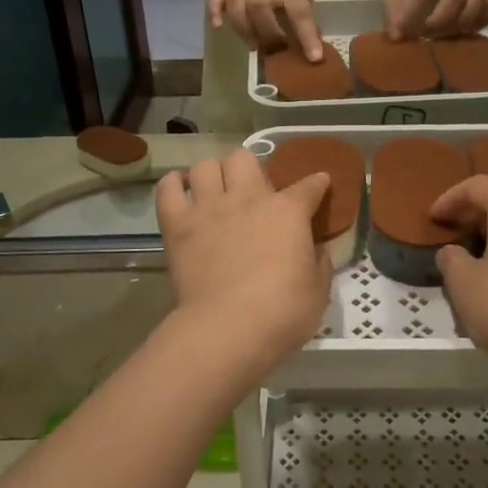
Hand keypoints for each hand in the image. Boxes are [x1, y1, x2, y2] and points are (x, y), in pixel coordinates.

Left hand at [156, 148, 332, 374]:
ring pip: (205, 166)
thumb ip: (319, 264)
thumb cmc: (283, 312)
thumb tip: (317, 251)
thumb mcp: (318, 290)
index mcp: (288, 212)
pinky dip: (173, 184)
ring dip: (211, 174)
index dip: (317, 183)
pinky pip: (168, 189)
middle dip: (249, 168)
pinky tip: (179, 189)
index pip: (309, 186)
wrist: (229, 329)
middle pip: (244, 158)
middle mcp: (248, 198)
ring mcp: (209, 208)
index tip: (320, 183)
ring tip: (213, 190)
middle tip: (251, 190)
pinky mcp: (178, 225)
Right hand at [209, 0, 323, 60]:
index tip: (314, 58)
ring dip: (250, 37)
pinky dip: (215, 13)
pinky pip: (217, 4)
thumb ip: (307, 13)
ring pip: (243, 21)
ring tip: (257, 46)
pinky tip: (218, 25)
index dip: (307, 38)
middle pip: (267, 25)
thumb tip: (312, 44)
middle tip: (279, 52)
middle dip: (275, 43)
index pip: (299, 16)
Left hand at [383, 0, 487, 40]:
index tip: (404, 32)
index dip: (412, 12)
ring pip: (478, 1)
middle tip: (428, 34)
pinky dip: (482, 21)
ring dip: (462, 24)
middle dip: (441, 20)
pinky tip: (466, 30)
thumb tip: (397, 37)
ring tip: (447, 35)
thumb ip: (394, 11)